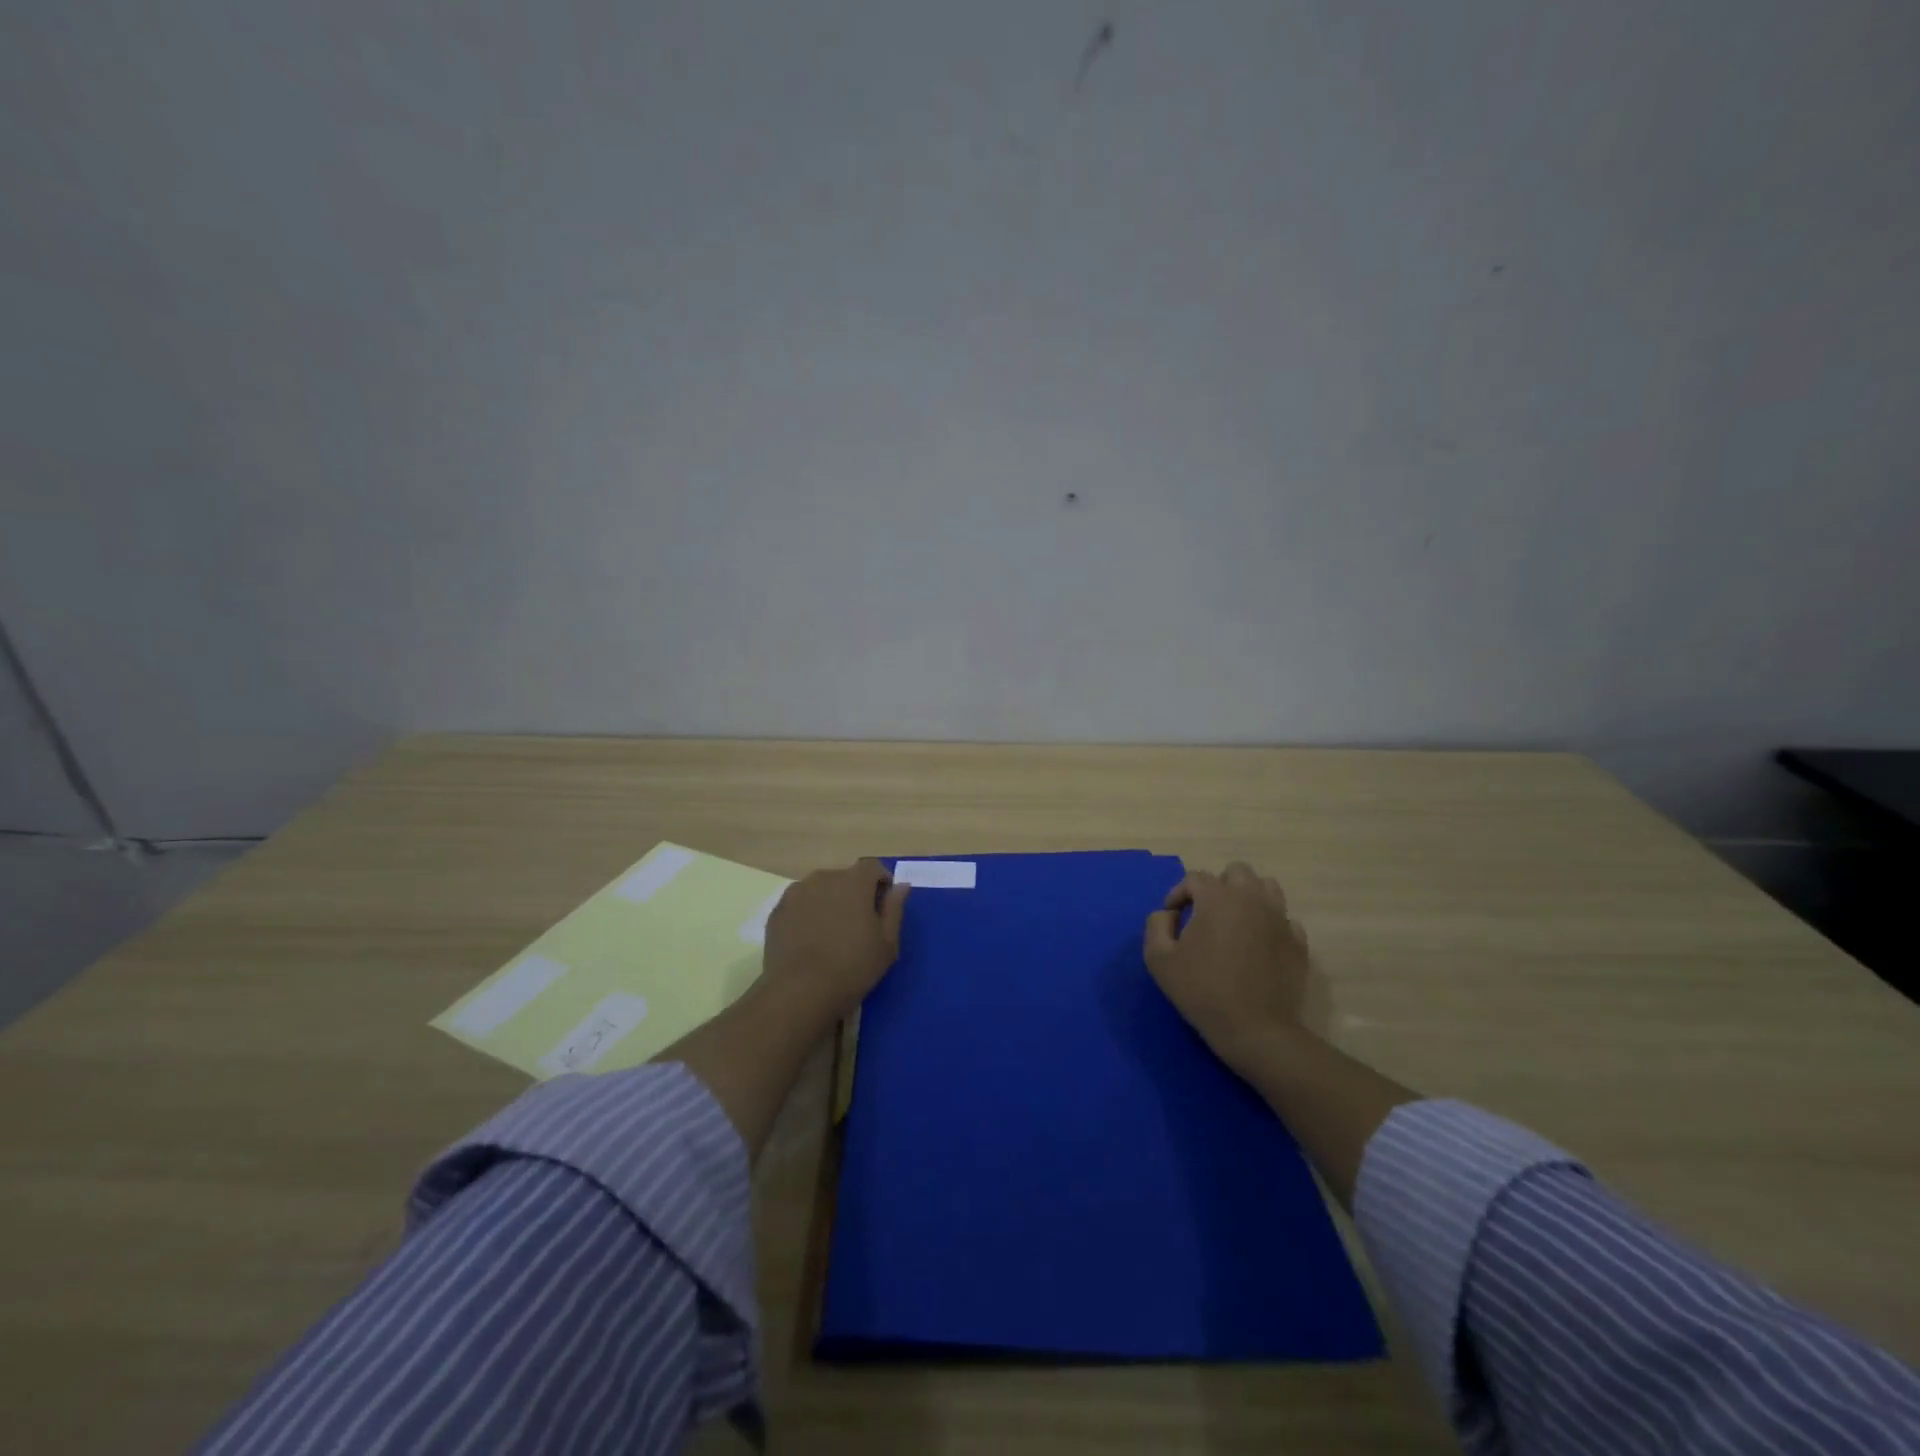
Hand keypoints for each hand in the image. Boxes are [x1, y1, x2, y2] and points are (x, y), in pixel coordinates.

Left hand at [761, 859, 909, 1023]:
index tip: (883, 906)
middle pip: (845, 878)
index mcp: (854, 881)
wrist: (799, 992)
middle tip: (858, 925)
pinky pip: (800, 904)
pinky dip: (807, 914)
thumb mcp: (887, 943)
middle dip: (854, 894)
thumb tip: (900, 886)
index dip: (881, 882)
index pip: (872, 867)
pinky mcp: (778, 911)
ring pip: (820, 890)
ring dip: (829, 902)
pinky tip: (809, 940)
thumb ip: (894, 908)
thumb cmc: (852, 967)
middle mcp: (824, 878)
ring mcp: (796, 893)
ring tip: (831, 933)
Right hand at [1143, 861, 1309, 1069]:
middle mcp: (1251, 899)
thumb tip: (1168, 914)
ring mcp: (1280, 919)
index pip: (1195, 878)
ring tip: (1235, 920)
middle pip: (1236, 872)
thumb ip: (1156, 925)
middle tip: (1205, 912)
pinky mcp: (1298, 942)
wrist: (1254, 1029)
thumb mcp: (1158, 959)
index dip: (1178, 893)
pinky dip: (1270, 923)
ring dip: (1248, 896)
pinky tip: (1259, 943)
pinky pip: (1285, 919)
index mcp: (1217, 898)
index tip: (1172, 917)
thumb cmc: (1201, 990)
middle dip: (1218, 886)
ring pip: (1267, 887)